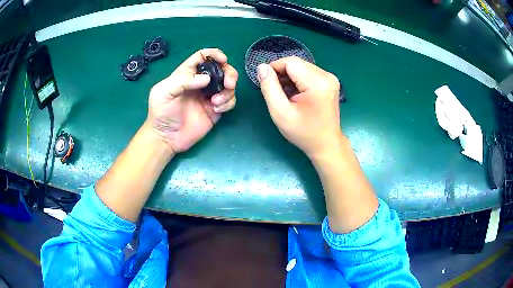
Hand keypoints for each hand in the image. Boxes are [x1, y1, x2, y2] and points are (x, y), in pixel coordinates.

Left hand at [147, 48, 237, 152]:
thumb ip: (182, 81)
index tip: (223, 60)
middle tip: (229, 84)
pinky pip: (229, 101)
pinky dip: (228, 103)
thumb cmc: (161, 113)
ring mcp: (209, 96)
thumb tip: (206, 79)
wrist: (166, 138)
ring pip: (228, 85)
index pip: (203, 57)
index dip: (214, 54)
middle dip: (229, 73)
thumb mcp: (164, 92)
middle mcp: (200, 83)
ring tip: (216, 103)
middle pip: (221, 69)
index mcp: (187, 74)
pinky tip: (217, 109)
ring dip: (228, 91)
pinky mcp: (215, 110)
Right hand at [258, 56, 341, 157]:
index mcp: (317, 83)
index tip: (264, 81)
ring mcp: (330, 78)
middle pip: (297, 63)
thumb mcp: (280, 112)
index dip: (274, 67)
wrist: (326, 144)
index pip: (290, 62)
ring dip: (289, 76)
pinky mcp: (330, 82)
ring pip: (302, 67)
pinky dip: (298, 80)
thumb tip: (262, 67)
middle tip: (273, 90)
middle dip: (281, 72)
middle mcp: (326, 76)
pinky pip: (309, 73)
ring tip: (283, 94)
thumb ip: (269, 87)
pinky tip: (294, 94)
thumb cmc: (303, 132)